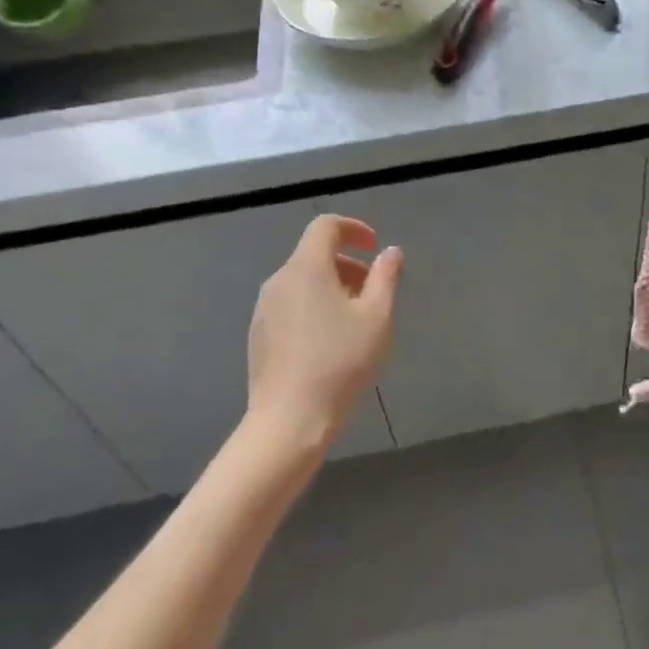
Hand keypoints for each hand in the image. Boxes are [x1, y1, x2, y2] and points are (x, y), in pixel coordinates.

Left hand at [245, 215, 400, 455]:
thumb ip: (385, 277)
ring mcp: (264, 309)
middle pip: (314, 254)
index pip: (325, 226)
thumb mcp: (376, 317)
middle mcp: (279, 280)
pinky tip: (329, 342)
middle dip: (347, 263)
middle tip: (373, 291)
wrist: (288, 422)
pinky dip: (313, 305)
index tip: (374, 248)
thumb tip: (390, 252)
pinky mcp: (259, 335)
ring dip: (332, 286)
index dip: (353, 229)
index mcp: (306, 268)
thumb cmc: (339, 363)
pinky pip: (290, 304)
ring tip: (355, 320)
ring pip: (302, 281)